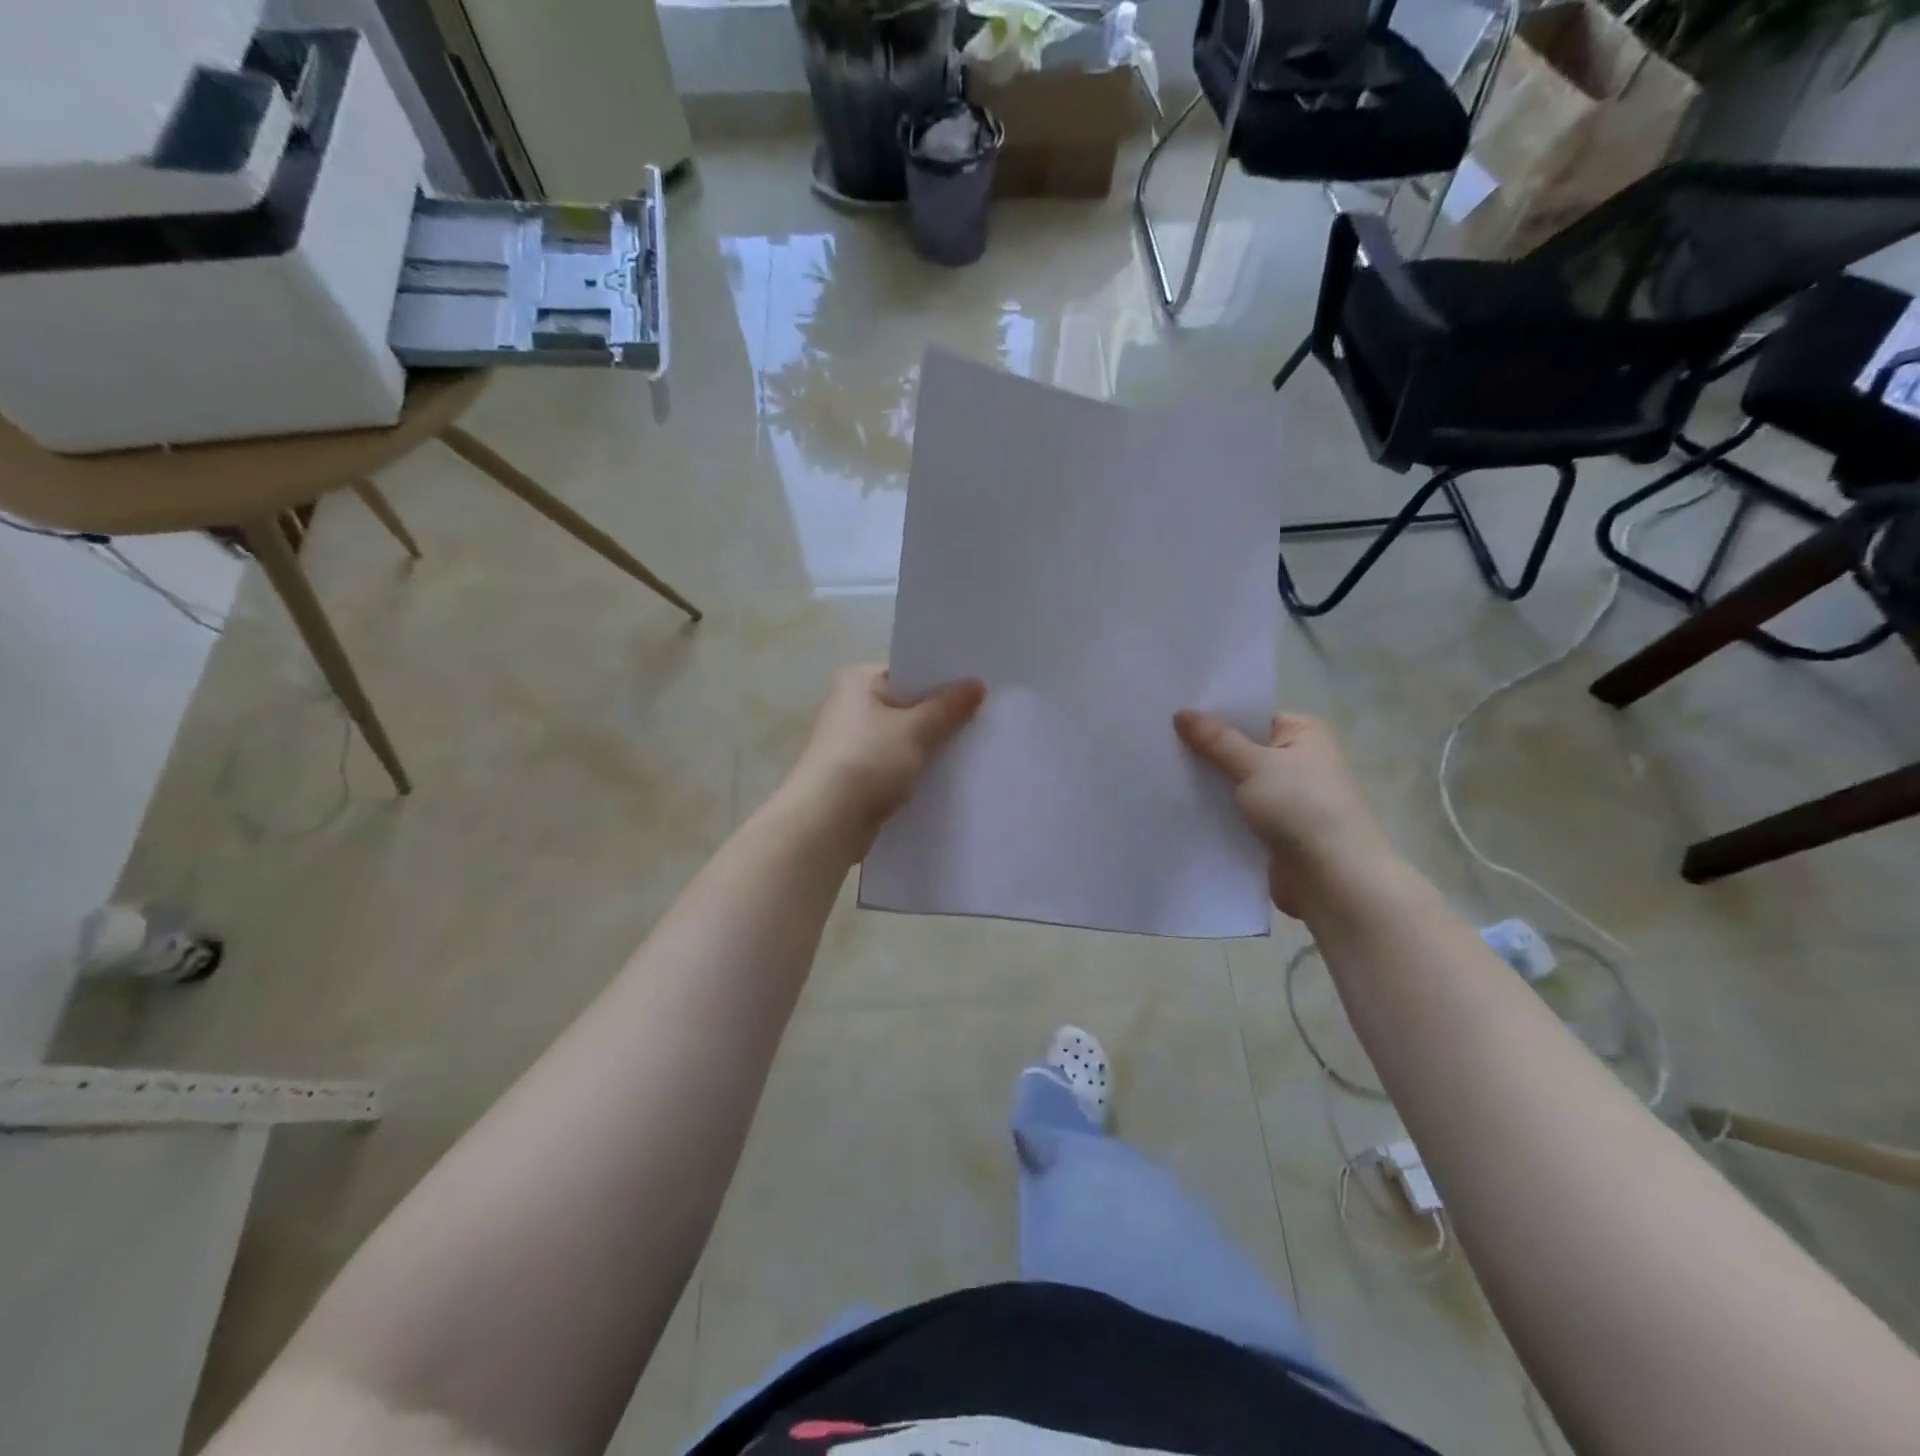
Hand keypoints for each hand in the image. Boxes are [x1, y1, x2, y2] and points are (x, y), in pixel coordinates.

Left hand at [783, 666, 985, 853]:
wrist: (827, 822)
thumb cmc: (868, 760)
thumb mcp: (916, 729)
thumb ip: (948, 707)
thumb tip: (976, 685)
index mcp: (858, 681)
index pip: (909, 672)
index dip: (943, 680)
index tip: (979, 689)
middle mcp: (850, 706)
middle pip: (907, 705)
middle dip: (940, 715)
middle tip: (984, 718)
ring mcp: (852, 743)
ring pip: (903, 738)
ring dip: (929, 745)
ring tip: (973, 747)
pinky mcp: (857, 775)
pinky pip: (896, 764)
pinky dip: (916, 768)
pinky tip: (945, 776)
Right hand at [1174, 710, 1395, 917]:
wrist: (1333, 879)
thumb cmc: (1302, 807)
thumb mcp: (1255, 765)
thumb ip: (1216, 740)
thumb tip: (1181, 712)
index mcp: (1303, 734)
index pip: (1250, 716)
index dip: (1213, 715)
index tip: (1172, 714)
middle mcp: (1297, 761)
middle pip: (1239, 749)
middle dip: (1204, 751)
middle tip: (1156, 741)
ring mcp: (1284, 797)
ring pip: (1234, 783)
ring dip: (1207, 783)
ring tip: (1158, 770)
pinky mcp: (1272, 830)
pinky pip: (1235, 812)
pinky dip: (1214, 810)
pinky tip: (1177, 805)